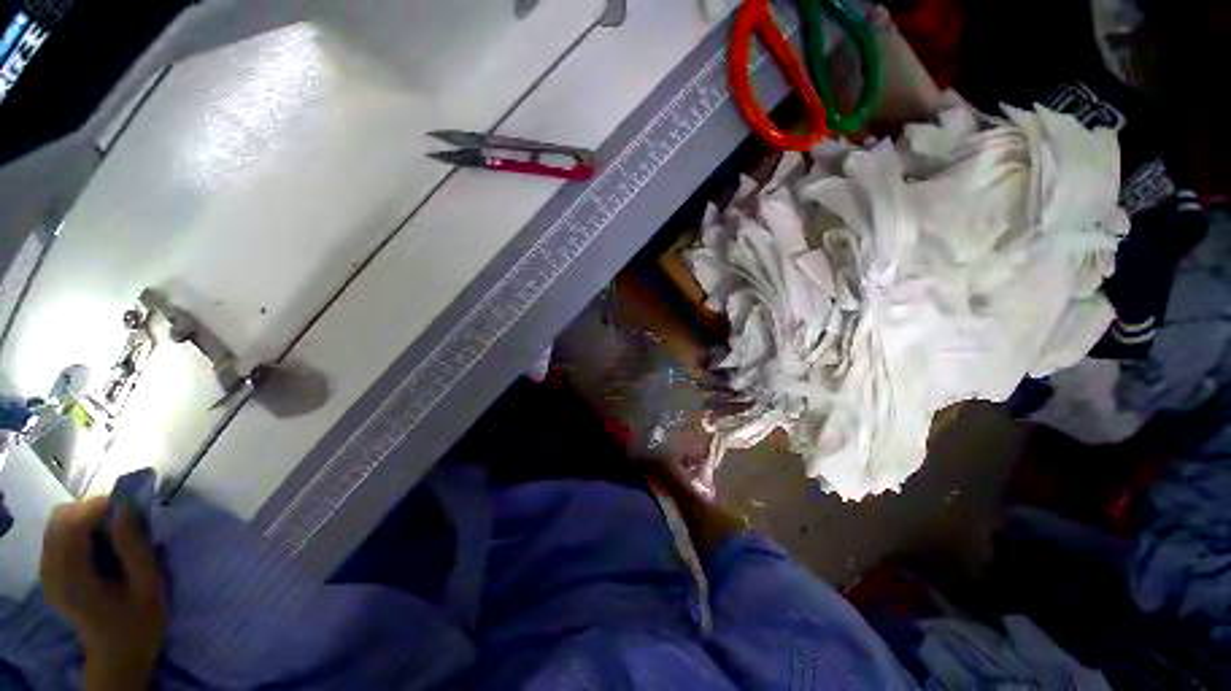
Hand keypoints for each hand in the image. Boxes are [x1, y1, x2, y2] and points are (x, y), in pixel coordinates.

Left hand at [40, 498, 166, 689]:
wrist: (119, 654)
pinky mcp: (50, 573)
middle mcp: (51, 572)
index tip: (128, 506)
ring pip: (57, 524)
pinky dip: (78, 529)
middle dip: (91, 510)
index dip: (99, 507)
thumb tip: (124, 508)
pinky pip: (57, 536)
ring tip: (112, 532)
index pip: (72, 524)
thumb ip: (134, 547)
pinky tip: (97, 545)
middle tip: (122, 520)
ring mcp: (47, 573)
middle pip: (60, 519)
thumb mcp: (149, 585)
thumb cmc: (140, 621)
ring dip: (85, 518)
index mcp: (73, 578)